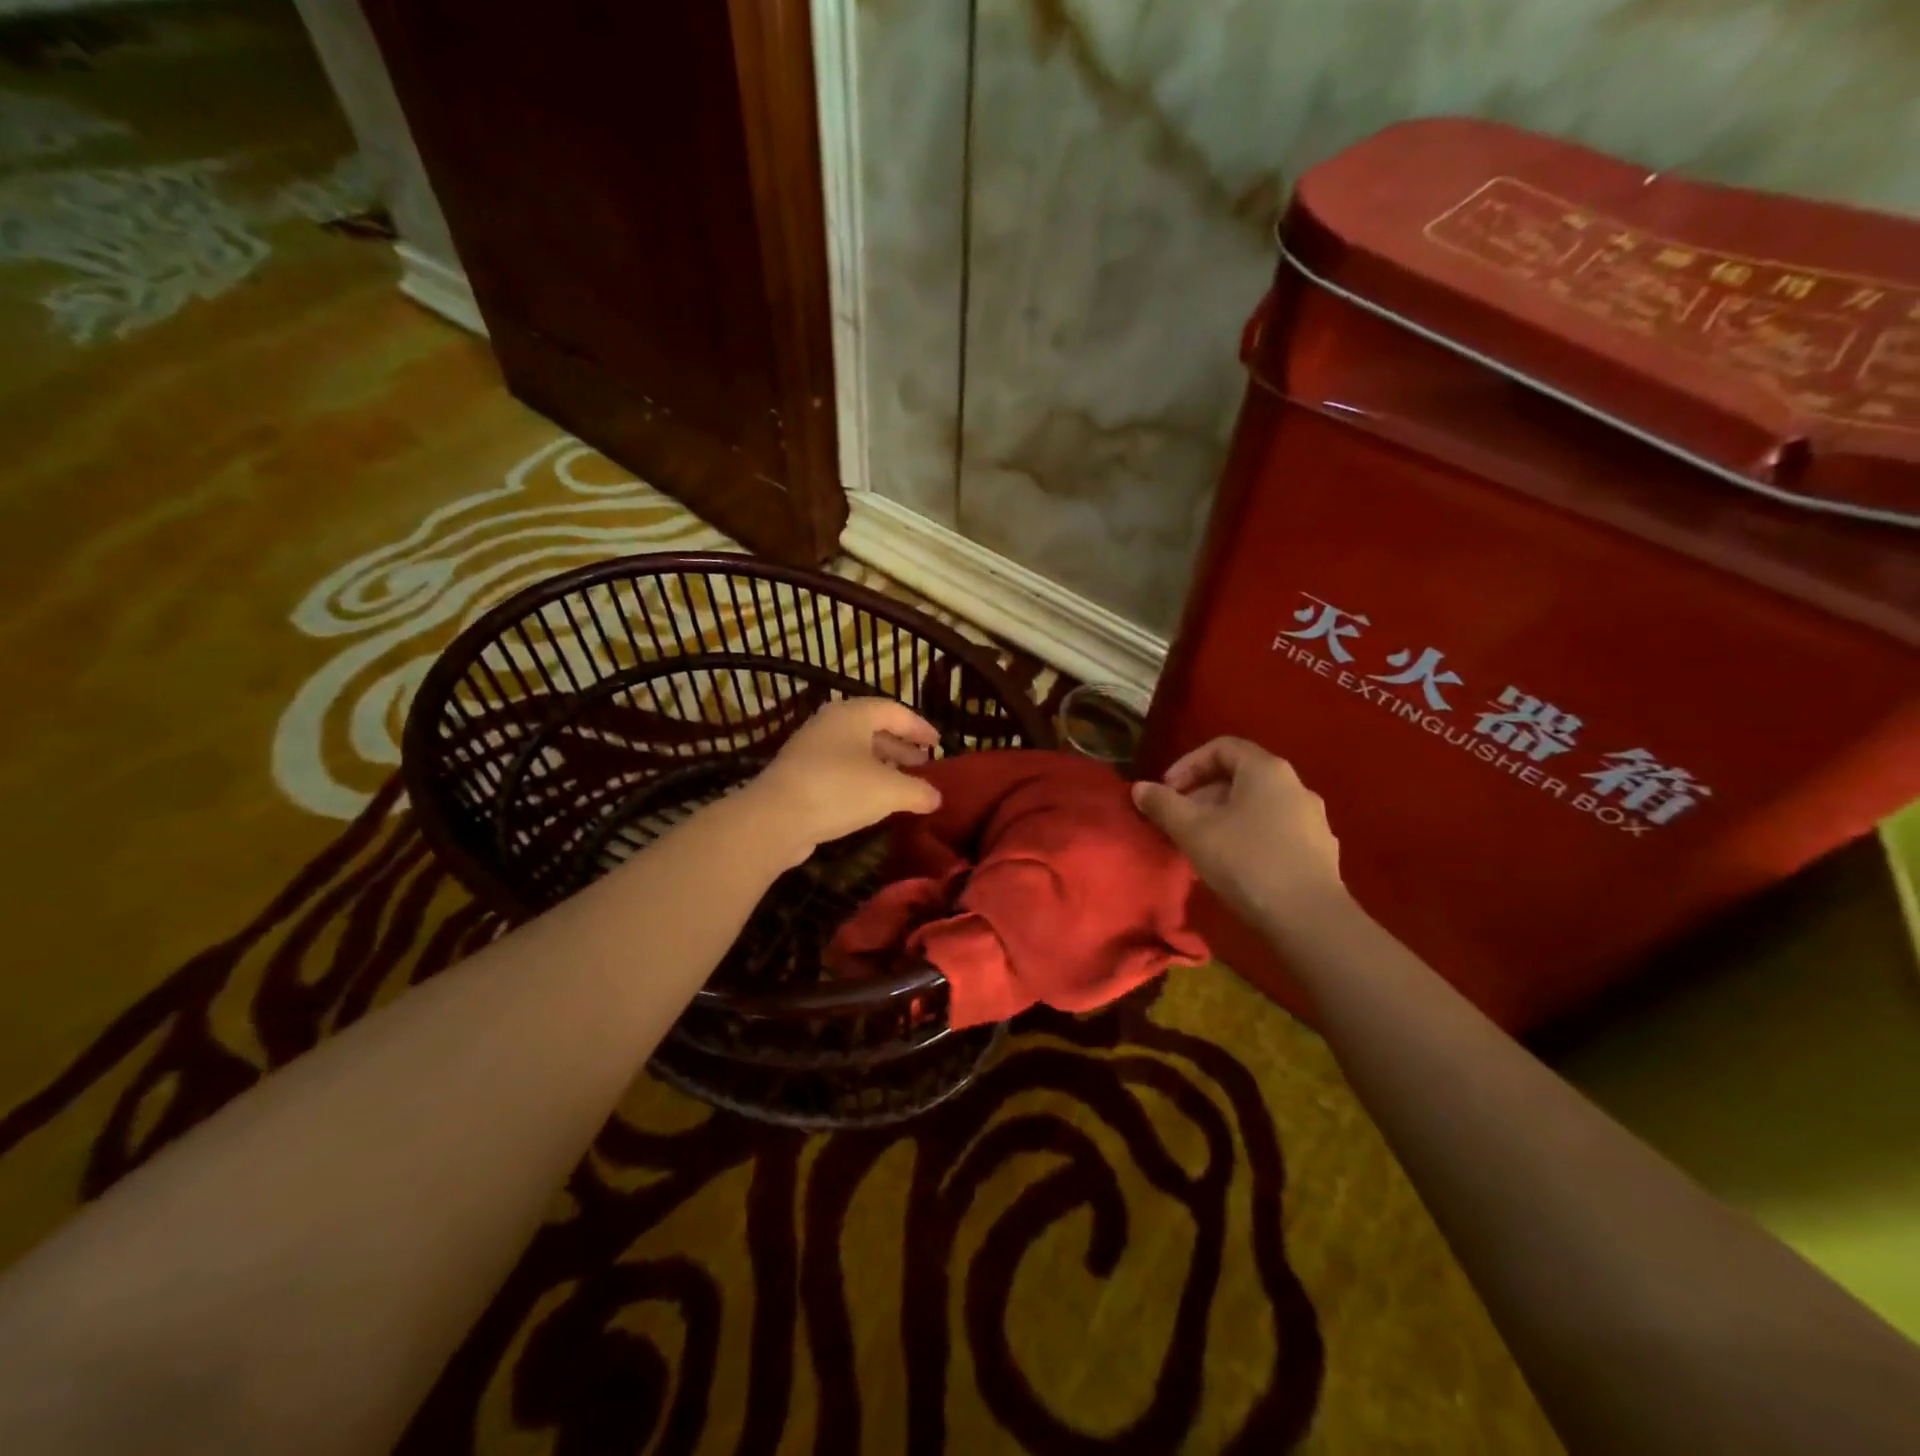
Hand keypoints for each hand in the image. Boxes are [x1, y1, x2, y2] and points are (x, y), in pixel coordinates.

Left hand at [744, 696, 942, 862]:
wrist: (775, 819)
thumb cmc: (839, 790)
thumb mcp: (890, 790)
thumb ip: (919, 791)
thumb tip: (937, 797)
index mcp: (852, 714)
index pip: (894, 710)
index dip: (919, 727)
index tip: (938, 744)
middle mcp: (830, 724)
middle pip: (873, 729)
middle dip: (901, 747)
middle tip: (923, 766)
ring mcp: (810, 749)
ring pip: (855, 751)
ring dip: (882, 765)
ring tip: (902, 785)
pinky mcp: (799, 776)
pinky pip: (840, 770)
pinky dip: (861, 780)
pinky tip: (873, 802)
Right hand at [1131, 737, 1344, 929]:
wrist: (1310, 919)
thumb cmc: (1247, 862)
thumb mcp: (1193, 831)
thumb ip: (1163, 804)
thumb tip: (1140, 787)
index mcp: (1267, 770)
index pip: (1222, 747)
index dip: (1187, 764)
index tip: (1167, 791)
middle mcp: (1295, 786)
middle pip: (1240, 776)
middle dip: (1202, 794)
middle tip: (1178, 820)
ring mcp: (1313, 819)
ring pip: (1257, 806)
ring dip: (1224, 817)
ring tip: (1201, 845)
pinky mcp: (1320, 850)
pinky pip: (1275, 831)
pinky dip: (1248, 836)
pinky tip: (1234, 866)